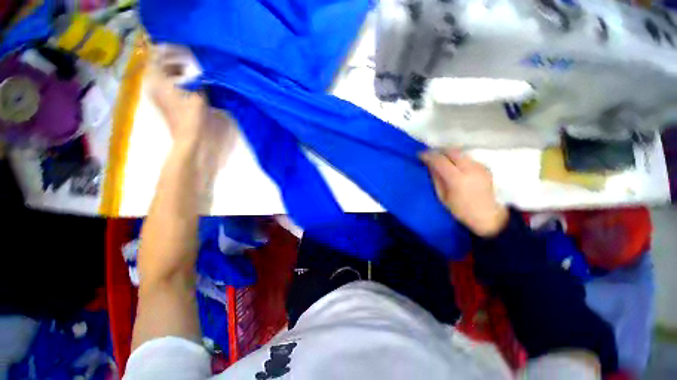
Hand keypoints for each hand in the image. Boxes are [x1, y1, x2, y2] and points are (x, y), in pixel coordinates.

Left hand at [147, 46, 207, 145]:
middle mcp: (153, 84)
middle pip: (158, 65)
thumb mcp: (198, 94)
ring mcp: (156, 93)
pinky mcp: (162, 100)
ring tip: (189, 72)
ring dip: (173, 71)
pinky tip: (186, 83)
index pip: (156, 56)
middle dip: (172, 60)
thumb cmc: (192, 115)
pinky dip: (173, 80)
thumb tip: (198, 70)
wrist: (187, 136)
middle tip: (188, 60)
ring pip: (161, 75)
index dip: (167, 50)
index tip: (180, 49)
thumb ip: (197, 79)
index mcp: (158, 80)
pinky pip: (164, 83)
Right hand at [421, 148, 507, 236]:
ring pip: (460, 153)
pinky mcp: (485, 167)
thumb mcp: (442, 196)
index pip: (440, 160)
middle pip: (452, 151)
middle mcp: (470, 169)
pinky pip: (467, 158)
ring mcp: (479, 167)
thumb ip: (436, 178)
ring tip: (440, 159)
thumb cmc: (461, 210)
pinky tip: (453, 165)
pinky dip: (457, 158)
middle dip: (438, 151)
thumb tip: (430, 165)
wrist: (488, 216)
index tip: (419, 155)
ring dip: (448, 154)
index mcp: (457, 179)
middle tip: (430, 155)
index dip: (428, 156)